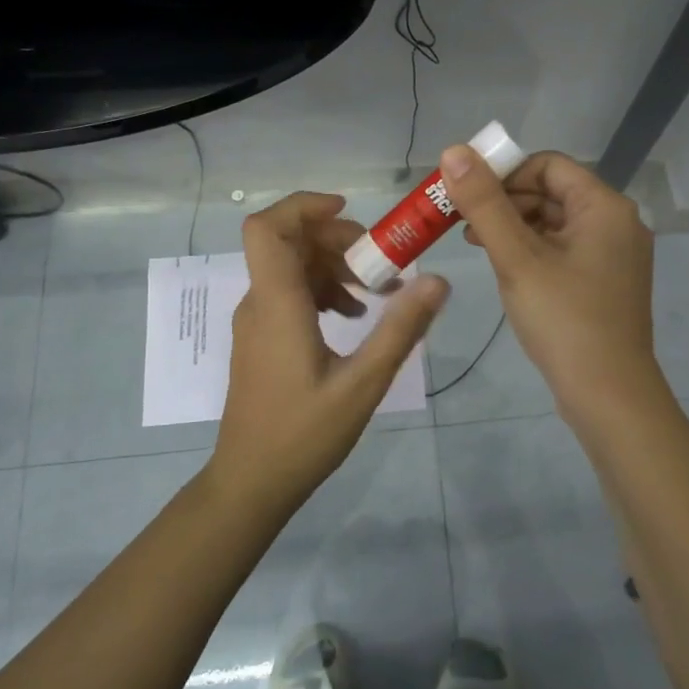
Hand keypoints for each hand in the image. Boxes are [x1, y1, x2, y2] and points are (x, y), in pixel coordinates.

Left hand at [212, 192, 448, 512]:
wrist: (251, 483)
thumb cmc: (303, 435)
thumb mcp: (363, 384)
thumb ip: (400, 329)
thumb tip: (438, 281)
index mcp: (277, 304)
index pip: (267, 228)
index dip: (304, 206)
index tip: (351, 212)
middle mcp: (259, 302)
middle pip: (289, 241)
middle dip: (337, 239)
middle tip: (381, 264)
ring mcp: (257, 321)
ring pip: (292, 266)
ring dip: (335, 267)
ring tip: (377, 294)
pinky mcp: (262, 338)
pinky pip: (290, 292)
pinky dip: (324, 290)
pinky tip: (355, 318)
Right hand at [441, 146, 665, 421]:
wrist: (609, 395)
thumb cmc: (564, 320)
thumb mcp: (517, 258)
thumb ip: (484, 203)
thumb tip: (454, 151)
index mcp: (605, 207)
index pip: (548, 166)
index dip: (504, 173)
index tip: (467, 194)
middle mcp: (617, 222)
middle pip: (553, 192)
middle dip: (505, 201)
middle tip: (463, 222)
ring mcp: (615, 255)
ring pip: (556, 222)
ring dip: (515, 226)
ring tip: (476, 243)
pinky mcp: (607, 282)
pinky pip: (565, 249)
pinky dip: (533, 249)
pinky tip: (506, 267)